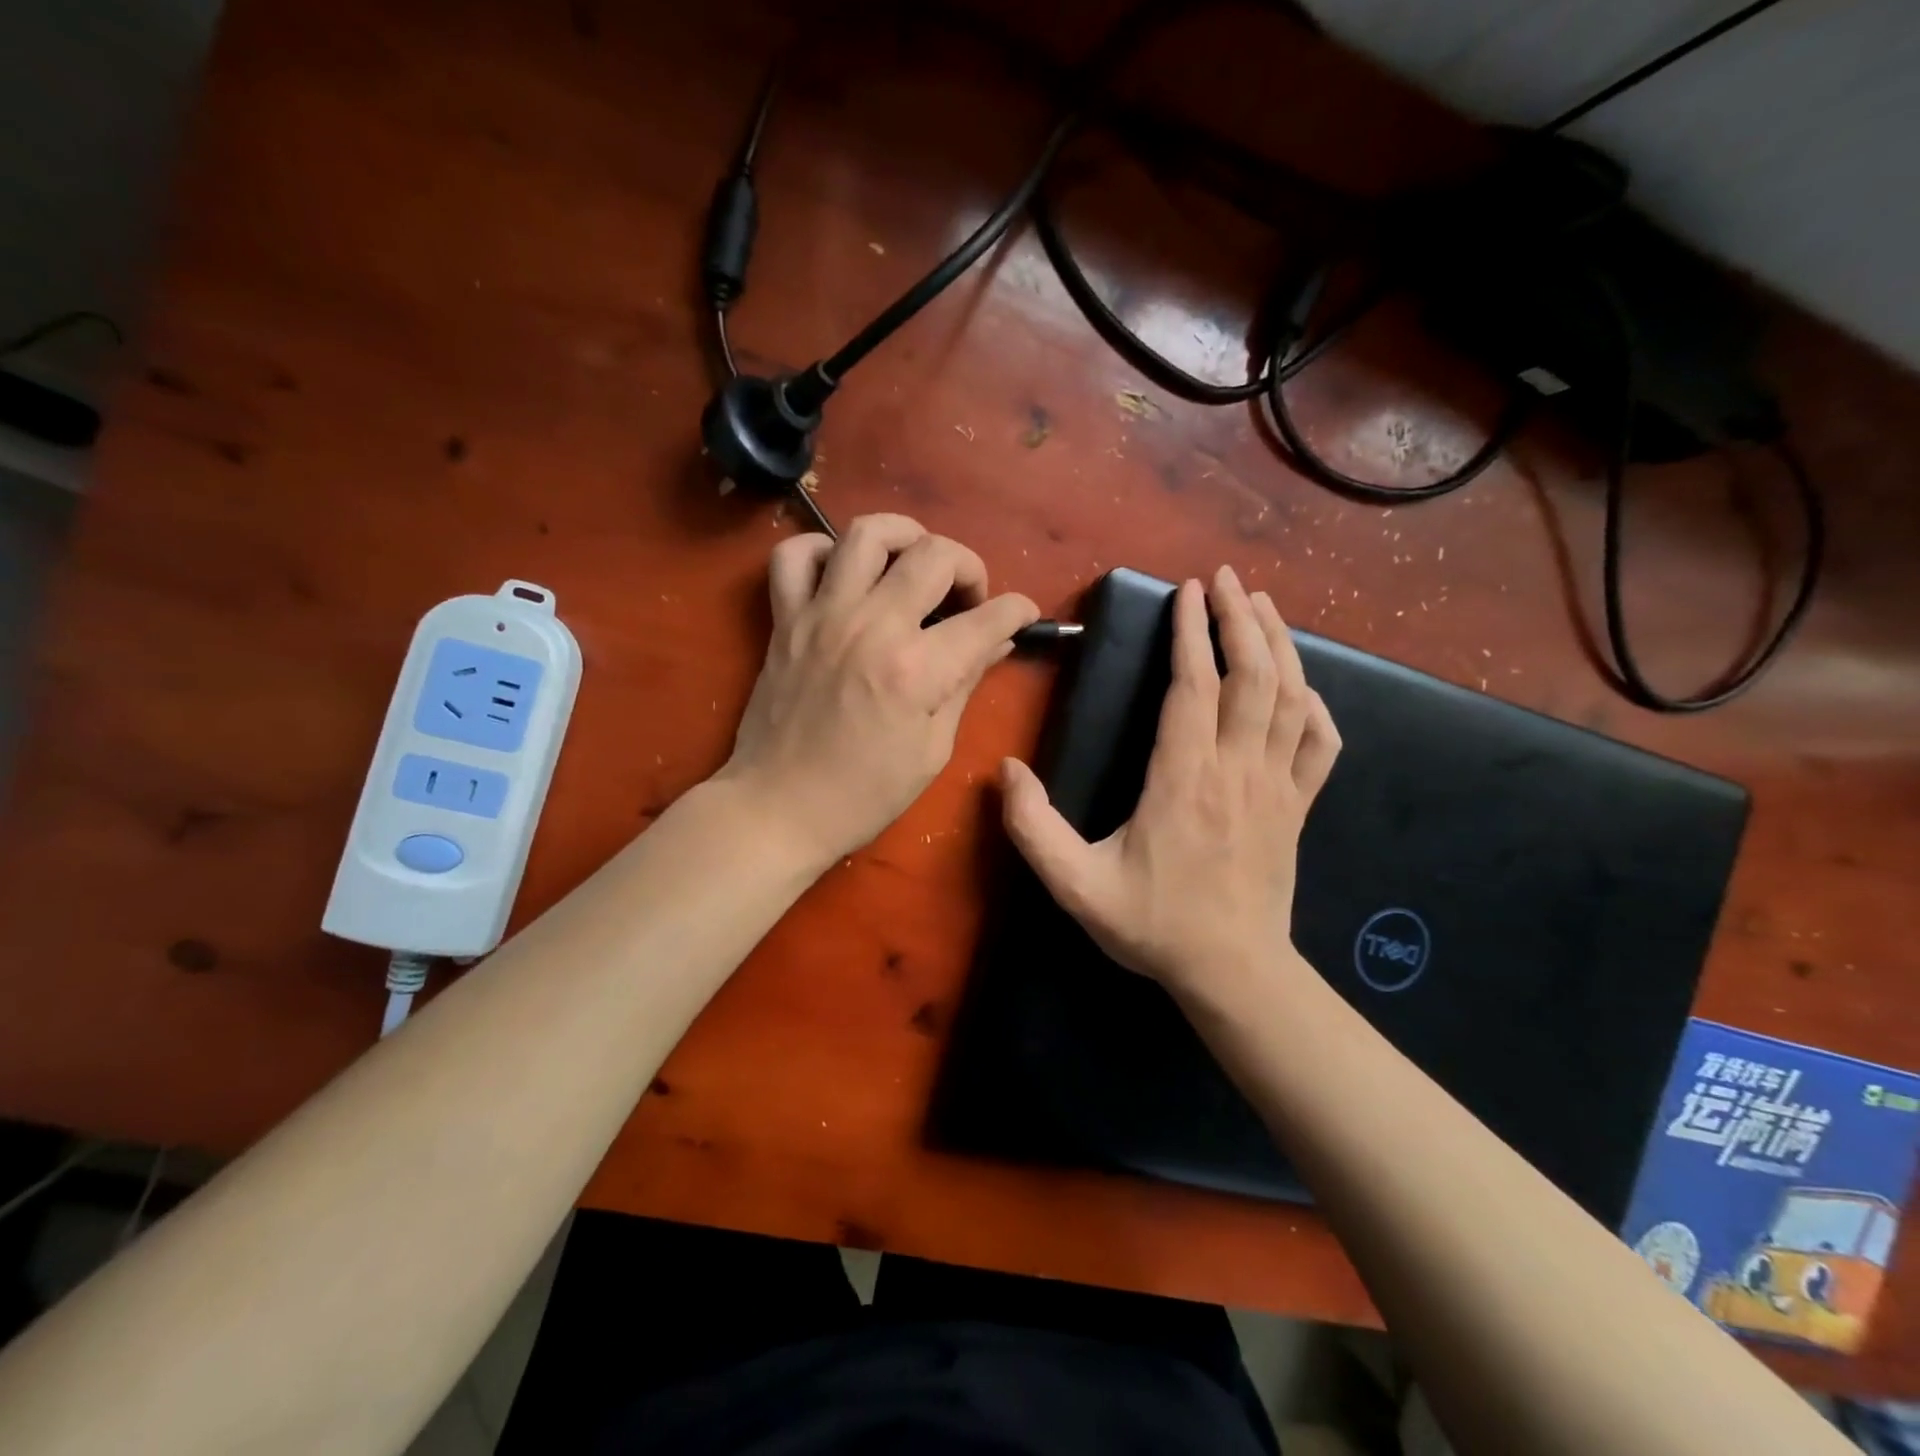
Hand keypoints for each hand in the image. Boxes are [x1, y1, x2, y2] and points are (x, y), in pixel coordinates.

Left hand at [718, 514, 1038, 869]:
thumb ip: (964, 686)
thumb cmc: (863, 794)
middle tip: (968, 598)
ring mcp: (823, 616)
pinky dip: (822, 550)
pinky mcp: (785, 619)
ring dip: (904, 536)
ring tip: (913, 562)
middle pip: (935, 555)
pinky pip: (794, 556)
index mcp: (917, 670)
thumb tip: (995, 644)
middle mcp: (872, 626)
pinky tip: (843, 573)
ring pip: (866, 533)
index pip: (988, 618)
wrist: (778, 808)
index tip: (1023, 616)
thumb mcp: (931, 750)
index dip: (1019, 611)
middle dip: (970, 566)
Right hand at [1000, 567, 1339, 994]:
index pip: (1194, 687)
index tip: (1185, 592)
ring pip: (1291, 698)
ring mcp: (1276, 787)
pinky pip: (1320, 744)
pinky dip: (1316, 706)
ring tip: (1261, 605)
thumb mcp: (1076, 886)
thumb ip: (1033, 829)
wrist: (1233, 973)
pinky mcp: (1298, 807)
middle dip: (1239, 619)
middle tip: (1225, 579)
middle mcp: (1236, 770)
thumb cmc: (1153, 925)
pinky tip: (1303, 687)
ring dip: (1278, 645)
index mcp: (1183, 780)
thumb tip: (1005, 771)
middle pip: (1251, 676)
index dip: (1190, 634)